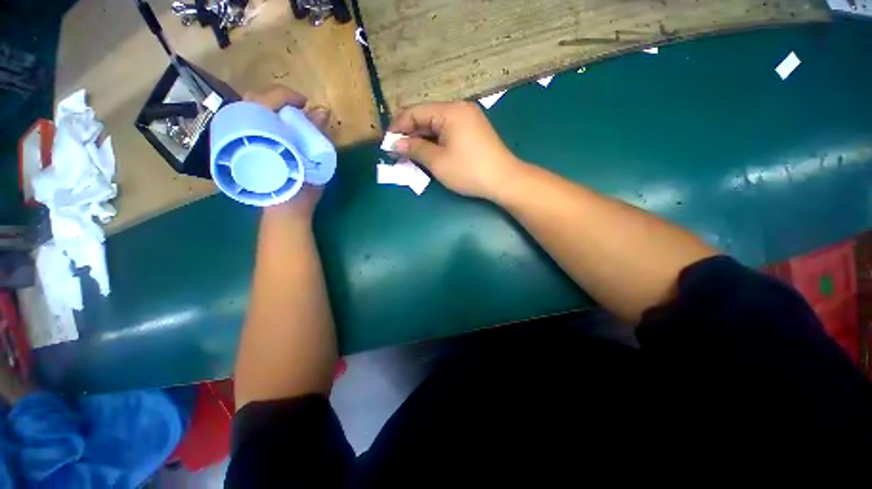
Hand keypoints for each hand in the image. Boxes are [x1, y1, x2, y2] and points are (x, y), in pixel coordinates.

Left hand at [244, 85, 331, 219]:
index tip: (305, 104)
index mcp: (257, 134)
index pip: (265, 99)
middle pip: (254, 100)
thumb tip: (322, 109)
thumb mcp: (312, 161)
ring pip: (249, 111)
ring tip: (290, 119)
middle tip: (298, 111)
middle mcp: (240, 132)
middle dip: (278, 100)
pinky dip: (264, 120)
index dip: (286, 96)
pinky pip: (247, 123)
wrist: (284, 210)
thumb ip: (316, 135)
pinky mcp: (237, 149)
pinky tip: (278, 129)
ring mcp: (235, 140)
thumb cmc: (300, 189)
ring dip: (271, 109)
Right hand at [388, 101, 525, 200]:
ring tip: (410, 155)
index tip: (387, 143)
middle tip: (397, 152)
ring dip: (422, 139)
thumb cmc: (469, 171)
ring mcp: (468, 119)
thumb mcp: (438, 162)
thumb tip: (396, 144)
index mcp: (450, 111)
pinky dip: (436, 142)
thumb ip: (415, 149)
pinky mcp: (473, 131)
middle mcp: (459, 109)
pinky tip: (428, 153)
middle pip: (426, 117)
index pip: (415, 112)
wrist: (504, 180)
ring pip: (437, 126)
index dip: (398, 127)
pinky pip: (448, 132)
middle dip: (410, 134)